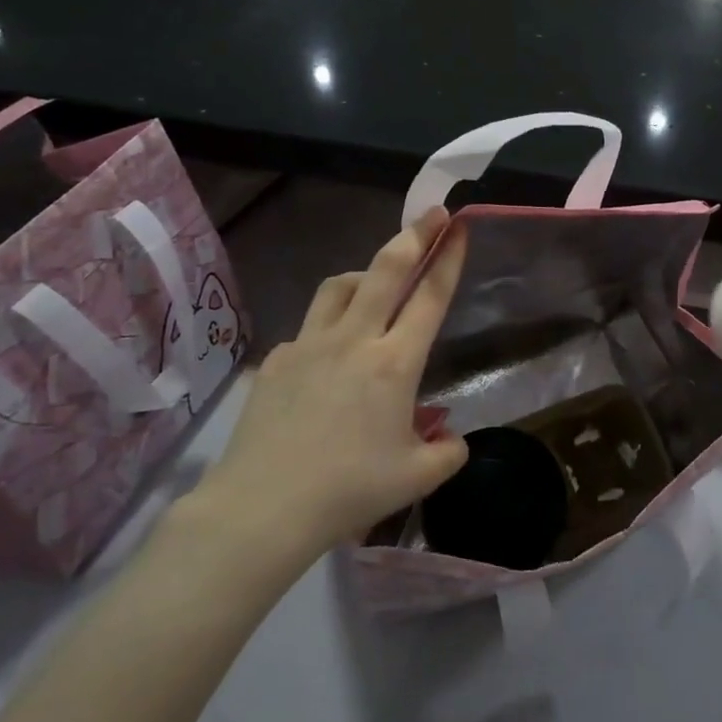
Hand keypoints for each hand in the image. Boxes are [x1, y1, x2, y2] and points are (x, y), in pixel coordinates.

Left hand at [172, 207, 469, 581]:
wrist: (262, 508)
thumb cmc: (349, 490)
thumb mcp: (417, 478)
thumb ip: (448, 453)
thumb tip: (452, 440)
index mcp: (395, 363)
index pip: (429, 296)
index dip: (448, 257)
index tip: (459, 225)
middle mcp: (354, 340)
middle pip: (386, 270)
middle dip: (414, 235)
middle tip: (432, 213)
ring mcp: (310, 345)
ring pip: (340, 286)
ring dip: (367, 272)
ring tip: (377, 281)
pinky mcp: (278, 361)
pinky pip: (311, 327)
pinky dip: (330, 324)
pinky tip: (332, 355)